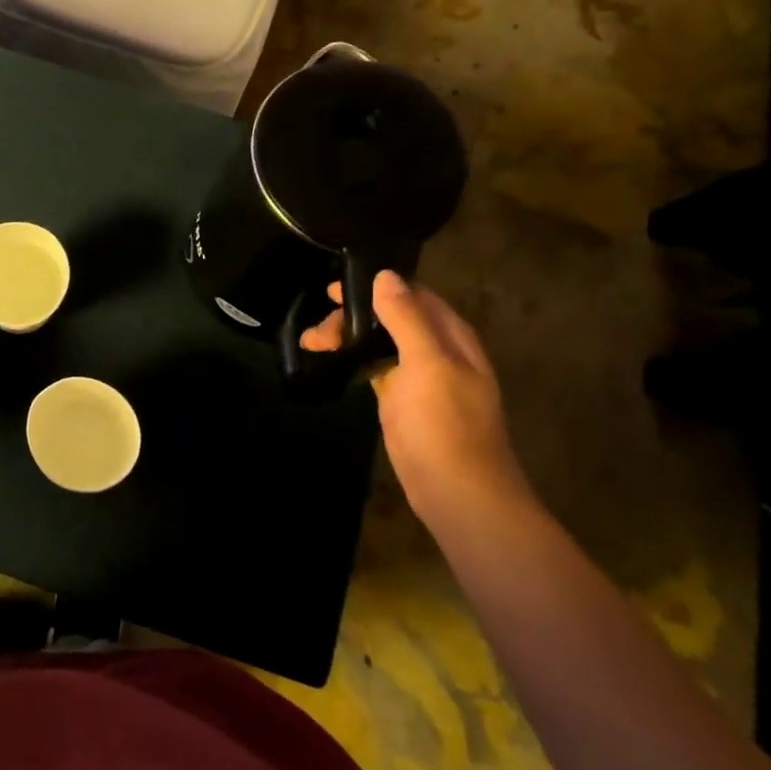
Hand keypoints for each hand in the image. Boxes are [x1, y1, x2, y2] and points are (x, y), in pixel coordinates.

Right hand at [300, 271, 527, 521]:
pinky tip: (333, 363)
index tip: (333, 290)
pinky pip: (378, 368)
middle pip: (393, 318)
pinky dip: (355, 361)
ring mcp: (421, 379)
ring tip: (312, 344)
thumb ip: (407, 319)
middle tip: (317, 329)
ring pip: (382, 343)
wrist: (458, 494)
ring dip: (350, 338)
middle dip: (355, 316)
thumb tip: (384, 275)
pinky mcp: (404, 403)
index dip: (375, 287)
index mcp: (451, 337)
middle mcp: (438, 351)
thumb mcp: (427, 364)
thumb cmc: (445, 426)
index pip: (412, 294)